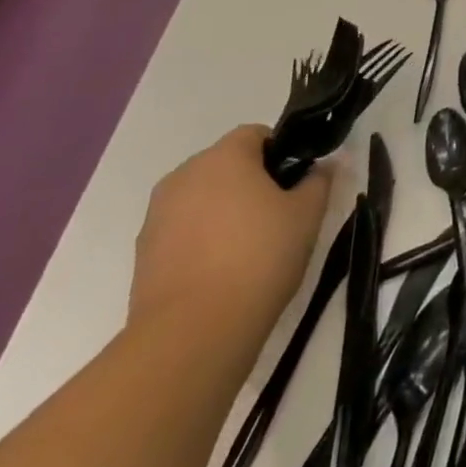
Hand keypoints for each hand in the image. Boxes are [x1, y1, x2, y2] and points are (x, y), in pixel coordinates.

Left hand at [129, 126, 333, 355]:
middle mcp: (184, 175)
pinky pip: (182, 230)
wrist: (192, 332)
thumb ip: (318, 181)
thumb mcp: (307, 215)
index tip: (297, 184)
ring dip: (225, 211)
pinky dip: (202, 240)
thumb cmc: (259, 257)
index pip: (256, 134)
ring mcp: (157, 215)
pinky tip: (222, 272)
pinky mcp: (143, 253)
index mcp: (224, 156)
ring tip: (249, 249)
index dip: (281, 153)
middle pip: (225, 165)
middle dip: (252, 182)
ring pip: (202, 198)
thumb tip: (321, 167)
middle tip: (279, 216)